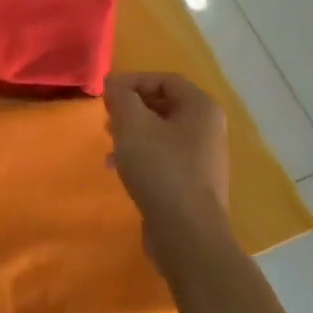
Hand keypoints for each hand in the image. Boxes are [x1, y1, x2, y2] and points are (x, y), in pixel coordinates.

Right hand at [102, 73, 233, 268]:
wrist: (187, 234)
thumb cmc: (161, 169)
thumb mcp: (132, 125)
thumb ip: (120, 97)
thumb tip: (114, 84)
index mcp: (201, 108)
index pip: (164, 79)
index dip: (132, 81)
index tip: (105, 95)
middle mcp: (207, 129)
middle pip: (163, 104)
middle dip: (131, 108)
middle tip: (106, 119)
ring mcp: (202, 158)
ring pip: (161, 133)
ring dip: (132, 133)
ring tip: (109, 145)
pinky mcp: (192, 183)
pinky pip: (164, 158)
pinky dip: (141, 156)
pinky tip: (119, 169)